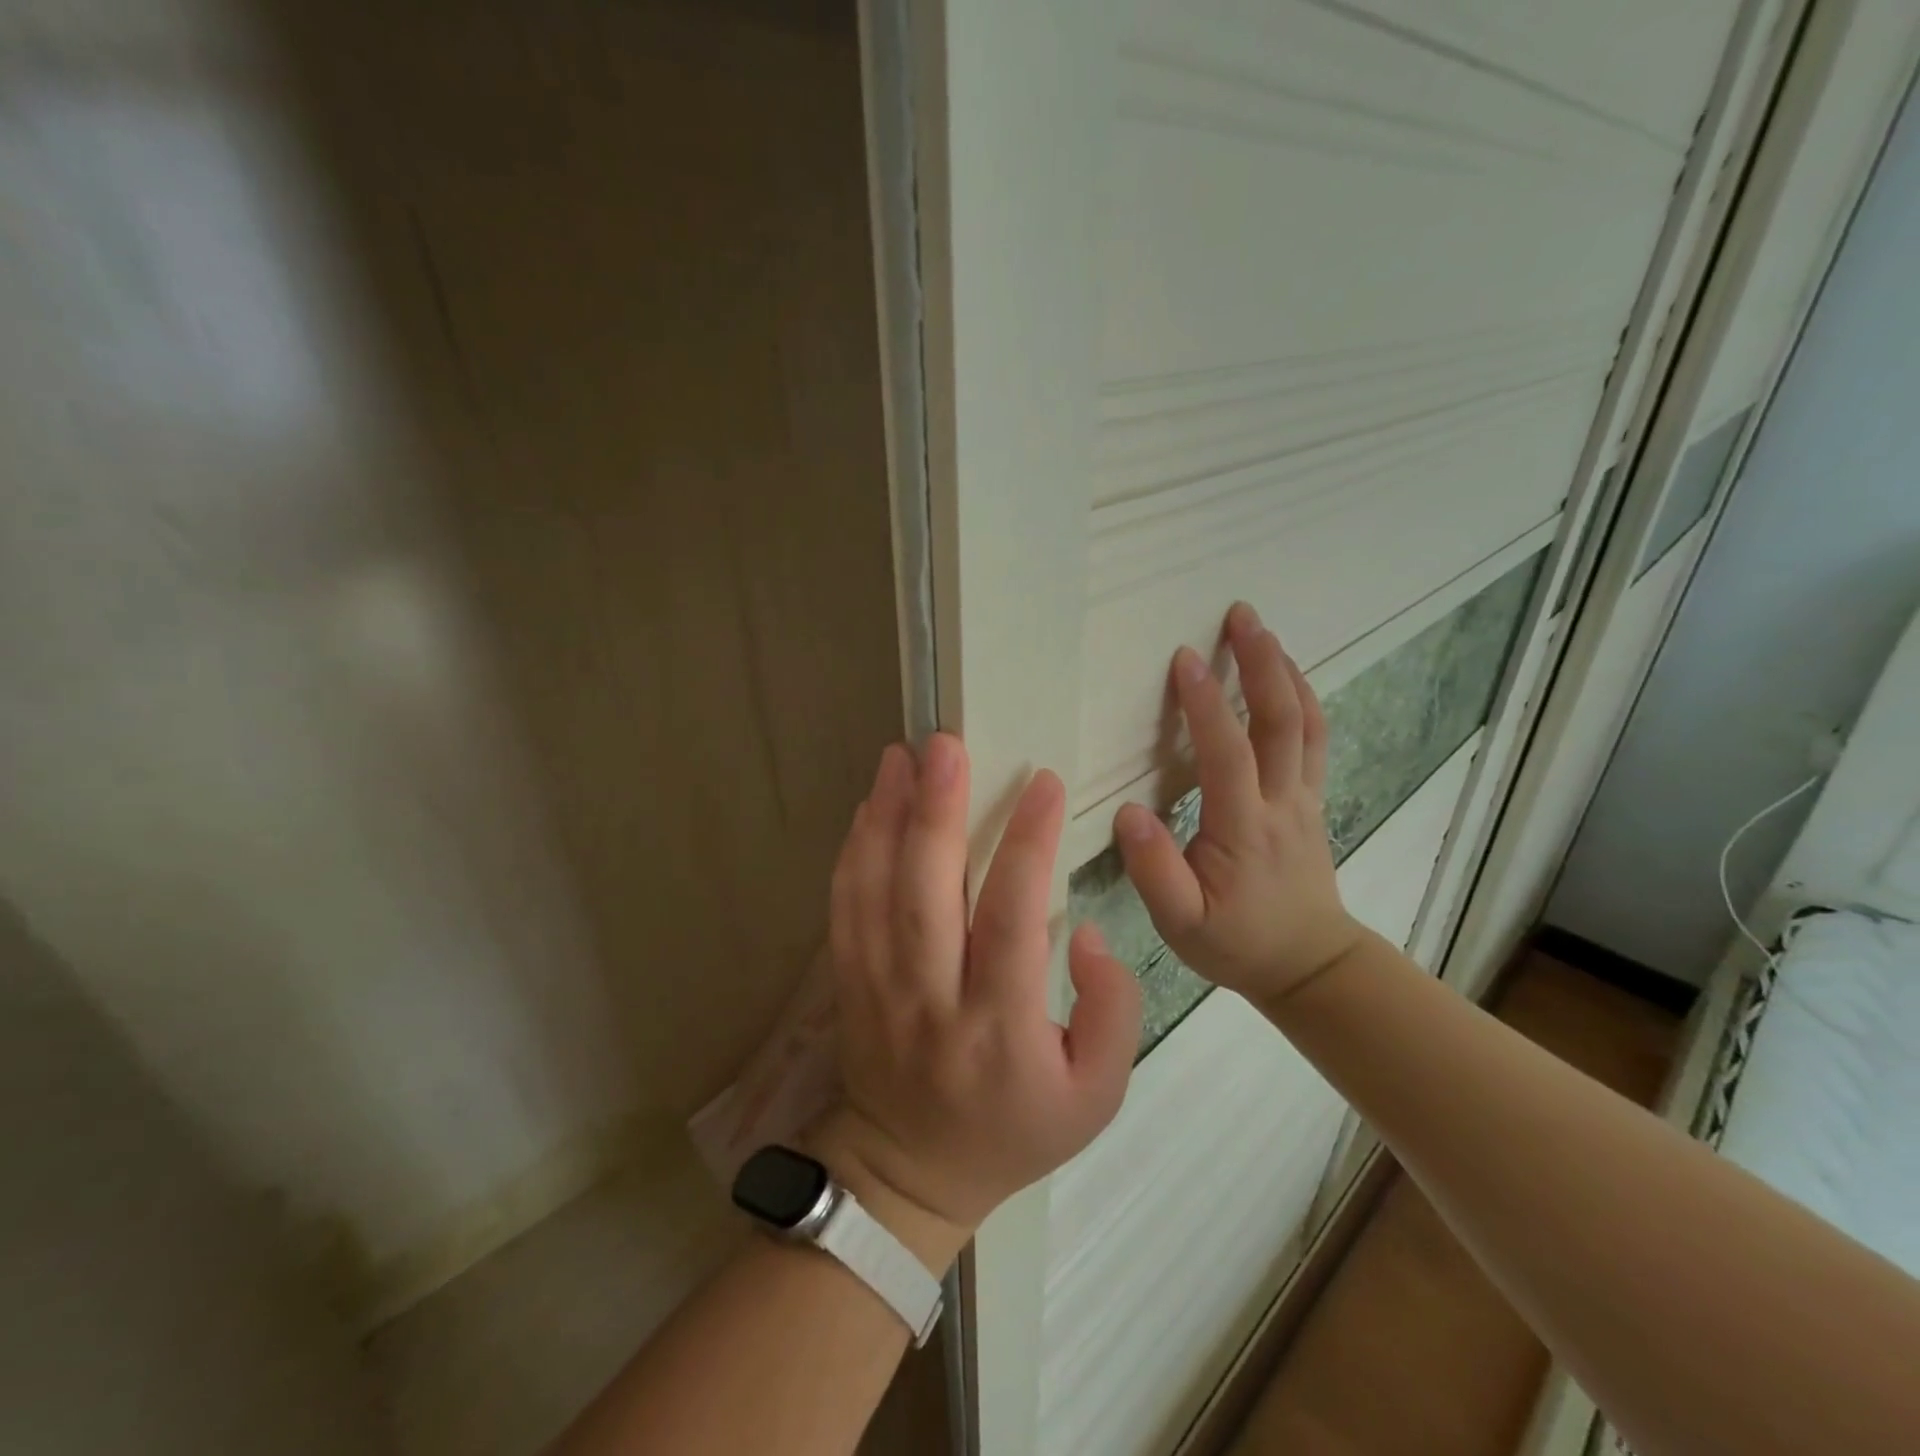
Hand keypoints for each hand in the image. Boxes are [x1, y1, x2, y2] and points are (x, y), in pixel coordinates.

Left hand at [811, 734, 1141, 1267]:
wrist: (910, 1172)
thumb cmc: (1014, 1130)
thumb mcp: (1097, 1095)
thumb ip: (1112, 1011)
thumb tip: (1088, 934)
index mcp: (1000, 1026)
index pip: (1012, 918)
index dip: (1029, 844)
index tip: (1044, 783)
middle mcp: (932, 998)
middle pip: (927, 892)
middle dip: (937, 810)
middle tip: (945, 744)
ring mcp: (879, 987)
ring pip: (875, 890)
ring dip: (885, 816)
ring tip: (899, 755)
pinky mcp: (849, 981)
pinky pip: (844, 907)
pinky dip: (854, 850)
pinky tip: (868, 806)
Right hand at [1114, 602, 1363, 1007]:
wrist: (1309, 966)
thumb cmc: (1236, 943)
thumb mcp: (1181, 922)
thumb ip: (1153, 869)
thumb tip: (1128, 812)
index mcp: (1243, 828)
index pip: (1227, 753)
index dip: (1206, 704)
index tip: (1185, 658)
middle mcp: (1281, 803)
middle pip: (1281, 721)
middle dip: (1262, 663)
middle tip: (1242, 615)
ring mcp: (1303, 799)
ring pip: (1305, 724)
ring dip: (1286, 672)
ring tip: (1264, 632)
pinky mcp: (1310, 802)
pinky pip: (1313, 740)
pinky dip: (1302, 700)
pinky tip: (1287, 678)